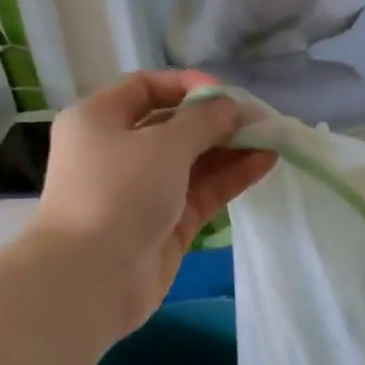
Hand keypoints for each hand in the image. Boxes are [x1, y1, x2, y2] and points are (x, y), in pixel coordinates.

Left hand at [34, 71, 274, 329]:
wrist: (92, 277)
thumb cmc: (118, 193)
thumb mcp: (163, 145)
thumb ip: (204, 122)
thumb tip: (232, 108)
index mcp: (100, 120)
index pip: (146, 88)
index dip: (188, 87)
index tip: (226, 95)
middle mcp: (119, 151)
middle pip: (174, 127)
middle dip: (217, 122)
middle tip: (259, 120)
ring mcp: (144, 191)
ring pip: (193, 162)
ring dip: (230, 150)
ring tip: (271, 140)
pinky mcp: (166, 224)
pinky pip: (201, 192)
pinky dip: (230, 178)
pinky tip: (264, 163)